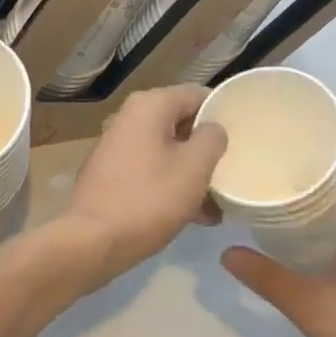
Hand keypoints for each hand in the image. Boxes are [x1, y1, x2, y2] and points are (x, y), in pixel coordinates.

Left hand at [57, 84, 227, 289]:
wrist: (92, 241)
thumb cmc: (149, 199)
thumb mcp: (194, 168)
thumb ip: (212, 139)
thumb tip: (213, 128)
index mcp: (150, 105)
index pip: (198, 94)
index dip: (223, 113)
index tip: (243, 138)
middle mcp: (131, 116)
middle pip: (182, 122)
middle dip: (207, 149)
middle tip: (231, 174)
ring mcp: (119, 144)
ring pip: (168, 149)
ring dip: (193, 173)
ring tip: (217, 206)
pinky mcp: (112, 171)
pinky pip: (152, 167)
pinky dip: (172, 184)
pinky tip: (194, 216)